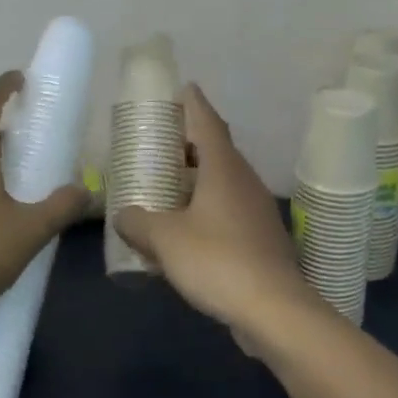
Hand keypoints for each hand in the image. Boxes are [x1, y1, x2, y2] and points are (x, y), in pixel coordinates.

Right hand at [114, 85, 325, 355]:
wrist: (274, 310)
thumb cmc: (217, 260)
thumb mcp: (164, 239)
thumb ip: (138, 222)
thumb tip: (123, 216)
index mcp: (223, 169)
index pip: (207, 122)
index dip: (193, 103)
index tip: (182, 87)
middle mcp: (244, 181)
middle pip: (216, 150)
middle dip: (189, 142)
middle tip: (161, 141)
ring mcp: (256, 211)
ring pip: (223, 182)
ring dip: (197, 178)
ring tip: (167, 184)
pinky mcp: (260, 238)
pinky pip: (227, 210)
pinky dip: (205, 208)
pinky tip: (185, 228)